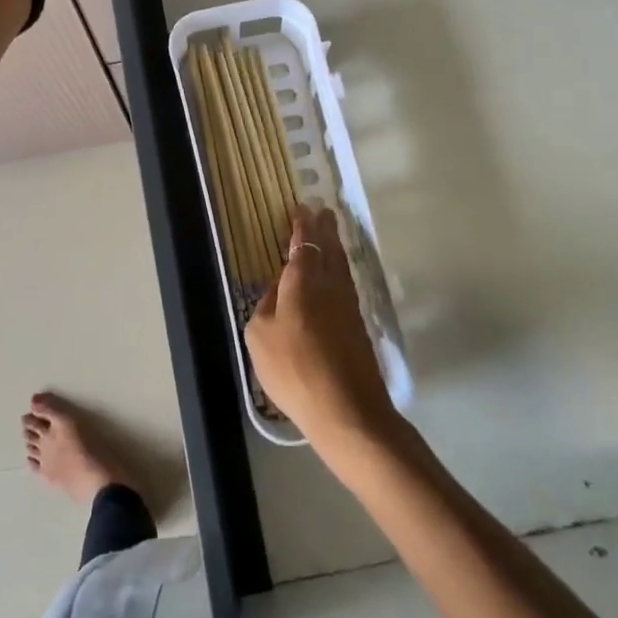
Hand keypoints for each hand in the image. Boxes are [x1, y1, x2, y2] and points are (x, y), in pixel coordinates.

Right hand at [245, 204, 401, 451]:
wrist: (346, 409)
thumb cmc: (294, 369)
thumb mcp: (259, 336)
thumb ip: (265, 306)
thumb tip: (277, 289)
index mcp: (302, 282)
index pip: (302, 244)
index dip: (301, 226)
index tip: (302, 208)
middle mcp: (329, 286)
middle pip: (329, 249)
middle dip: (324, 229)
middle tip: (324, 211)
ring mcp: (348, 306)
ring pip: (341, 266)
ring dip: (335, 246)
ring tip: (332, 234)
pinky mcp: (358, 326)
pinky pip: (346, 284)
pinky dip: (340, 270)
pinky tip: (336, 275)